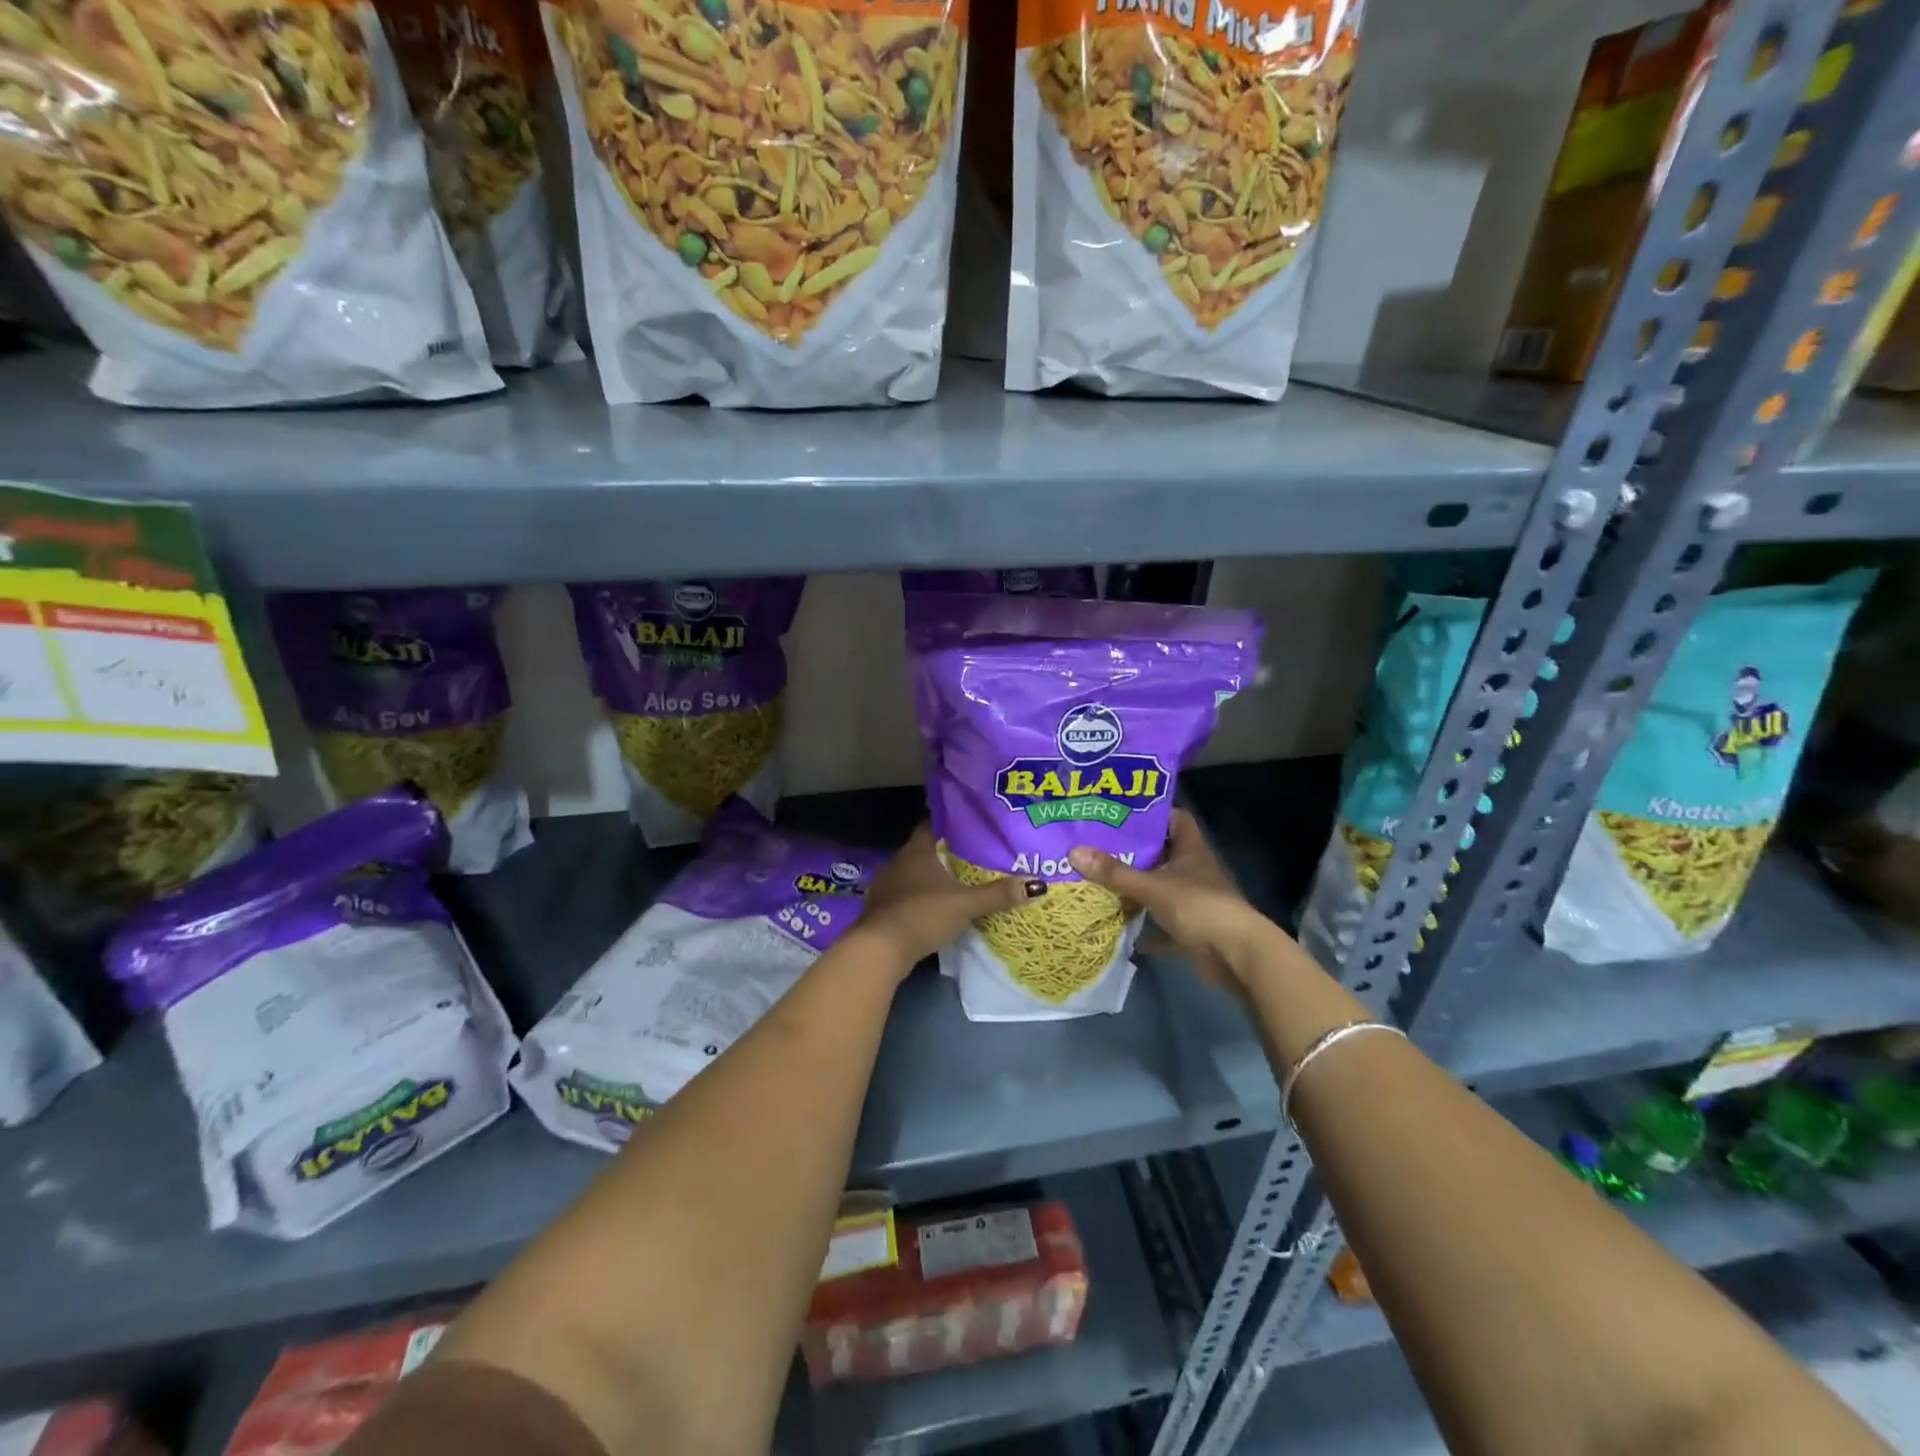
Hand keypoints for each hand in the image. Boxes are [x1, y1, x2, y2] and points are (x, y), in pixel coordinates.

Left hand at [853, 825, 1046, 972]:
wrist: (879, 949)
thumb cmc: (922, 914)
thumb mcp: (965, 904)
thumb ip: (998, 894)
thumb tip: (1037, 884)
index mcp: (917, 850)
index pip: (933, 824)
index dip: (951, 823)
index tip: (972, 825)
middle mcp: (898, 861)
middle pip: (925, 849)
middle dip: (946, 852)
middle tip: (973, 855)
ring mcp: (886, 885)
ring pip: (913, 873)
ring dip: (931, 877)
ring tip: (958, 881)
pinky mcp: (880, 908)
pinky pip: (905, 894)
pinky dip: (919, 897)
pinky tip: (934, 906)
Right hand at [1068, 810, 1272, 991]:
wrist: (1236, 956)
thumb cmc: (1198, 907)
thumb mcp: (1152, 886)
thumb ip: (1114, 872)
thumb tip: (1074, 852)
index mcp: (1191, 849)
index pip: (1174, 819)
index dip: (1150, 815)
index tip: (1120, 815)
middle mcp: (1194, 870)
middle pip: (1163, 854)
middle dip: (1134, 853)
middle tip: (1098, 847)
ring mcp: (1195, 900)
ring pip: (1162, 888)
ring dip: (1138, 889)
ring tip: (1101, 881)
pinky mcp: (1193, 929)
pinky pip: (1164, 924)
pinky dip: (1146, 928)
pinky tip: (1121, 927)